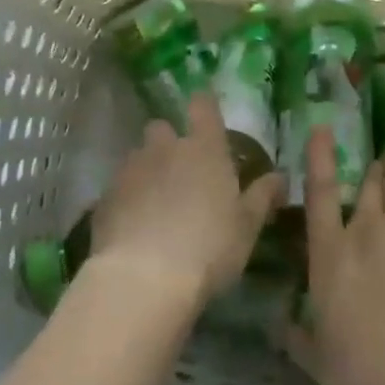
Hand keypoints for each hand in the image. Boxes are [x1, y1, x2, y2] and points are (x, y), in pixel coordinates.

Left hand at [89, 93, 282, 312]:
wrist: (143, 279)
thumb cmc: (209, 247)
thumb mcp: (247, 226)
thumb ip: (263, 196)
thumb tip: (279, 177)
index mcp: (204, 148)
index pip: (202, 105)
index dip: (204, 106)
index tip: (206, 116)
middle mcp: (165, 148)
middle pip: (162, 127)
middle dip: (168, 142)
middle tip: (181, 172)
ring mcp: (131, 170)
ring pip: (138, 157)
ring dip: (147, 171)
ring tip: (155, 205)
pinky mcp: (104, 197)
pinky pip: (118, 188)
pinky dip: (127, 200)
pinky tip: (133, 228)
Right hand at [285, 118, 384, 384]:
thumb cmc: (362, 371)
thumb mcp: (314, 356)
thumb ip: (294, 333)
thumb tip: (276, 323)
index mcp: (330, 253)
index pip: (320, 192)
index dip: (320, 157)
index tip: (322, 129)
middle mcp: (365, 227)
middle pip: (370, 182)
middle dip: (374, 158)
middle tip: (379, 136)